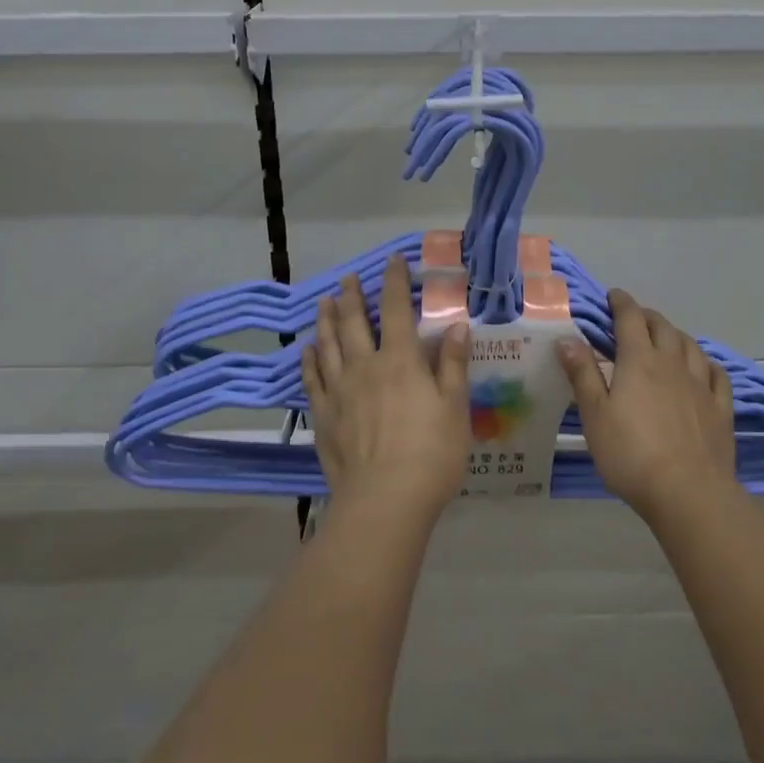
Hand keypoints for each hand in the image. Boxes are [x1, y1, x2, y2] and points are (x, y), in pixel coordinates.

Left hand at [302, 253, 471, 521]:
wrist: (384, 501)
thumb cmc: (431, 454)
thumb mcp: (454, 407)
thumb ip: (453, 364)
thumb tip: (456, 325)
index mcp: (400, 360)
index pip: (395, 310)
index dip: (394, 282)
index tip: (392, 261)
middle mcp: (365, 366)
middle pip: (354, 322)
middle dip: (353, 296)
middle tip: (348, 278)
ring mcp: (340, 390)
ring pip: (328, 345)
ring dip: (326, 320)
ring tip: (324, 302)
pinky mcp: (323, 415)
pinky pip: (312, 379)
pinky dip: (308, 360)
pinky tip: (307, 350)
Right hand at [559, 290, 735, 521]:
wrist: (688, 492)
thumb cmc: (631, 453)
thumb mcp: (594, 414)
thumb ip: (582, 374)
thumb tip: (566, 339)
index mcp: (639, 361)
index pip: (630, 319)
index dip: (621, 303)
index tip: (613, 296)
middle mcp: (672, 364)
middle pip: (662, 327)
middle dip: (646, 316)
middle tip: (634, 318)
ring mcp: (700, 386)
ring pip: (690, 346)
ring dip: (675, 335)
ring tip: (666, 337)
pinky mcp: (720, 410)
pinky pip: (717, 375)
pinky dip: (706, 363)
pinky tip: (703, 368)